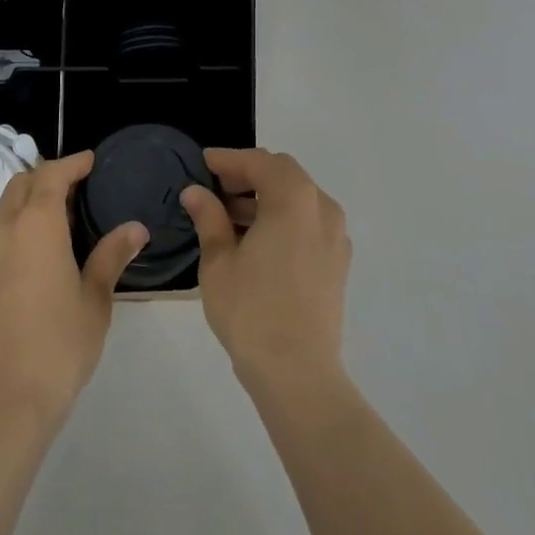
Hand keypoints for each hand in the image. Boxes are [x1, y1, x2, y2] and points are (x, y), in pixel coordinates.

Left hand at [0, 150, 148, 431]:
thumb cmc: (57, 349)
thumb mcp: (94, 302)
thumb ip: (111, 256)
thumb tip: (135, 228)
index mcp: (36, 225)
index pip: (52, 175)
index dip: (72, 163)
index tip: (89, 162)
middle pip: (20, 186)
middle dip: (45, 179)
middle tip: (72, 191)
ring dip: (23, 210)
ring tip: (49, 231)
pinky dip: (6, 241)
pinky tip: (22, 270)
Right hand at [180, 149, 351, 394]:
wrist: (298, 374)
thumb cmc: (252, 311)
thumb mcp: (219, 261)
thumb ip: (208, 218)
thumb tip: (195, 192)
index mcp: (293, 198)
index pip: (259, 162)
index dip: (229, 159)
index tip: (204, 162)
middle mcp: (321, 207)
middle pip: (283, 174)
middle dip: (248, 175)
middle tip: (215, 188)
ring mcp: (335, 235)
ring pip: (298, 198)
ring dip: (265, 199)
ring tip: (229, 218)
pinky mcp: (338, 261)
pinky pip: (309, 222)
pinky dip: (283, 219)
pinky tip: (258, 241)